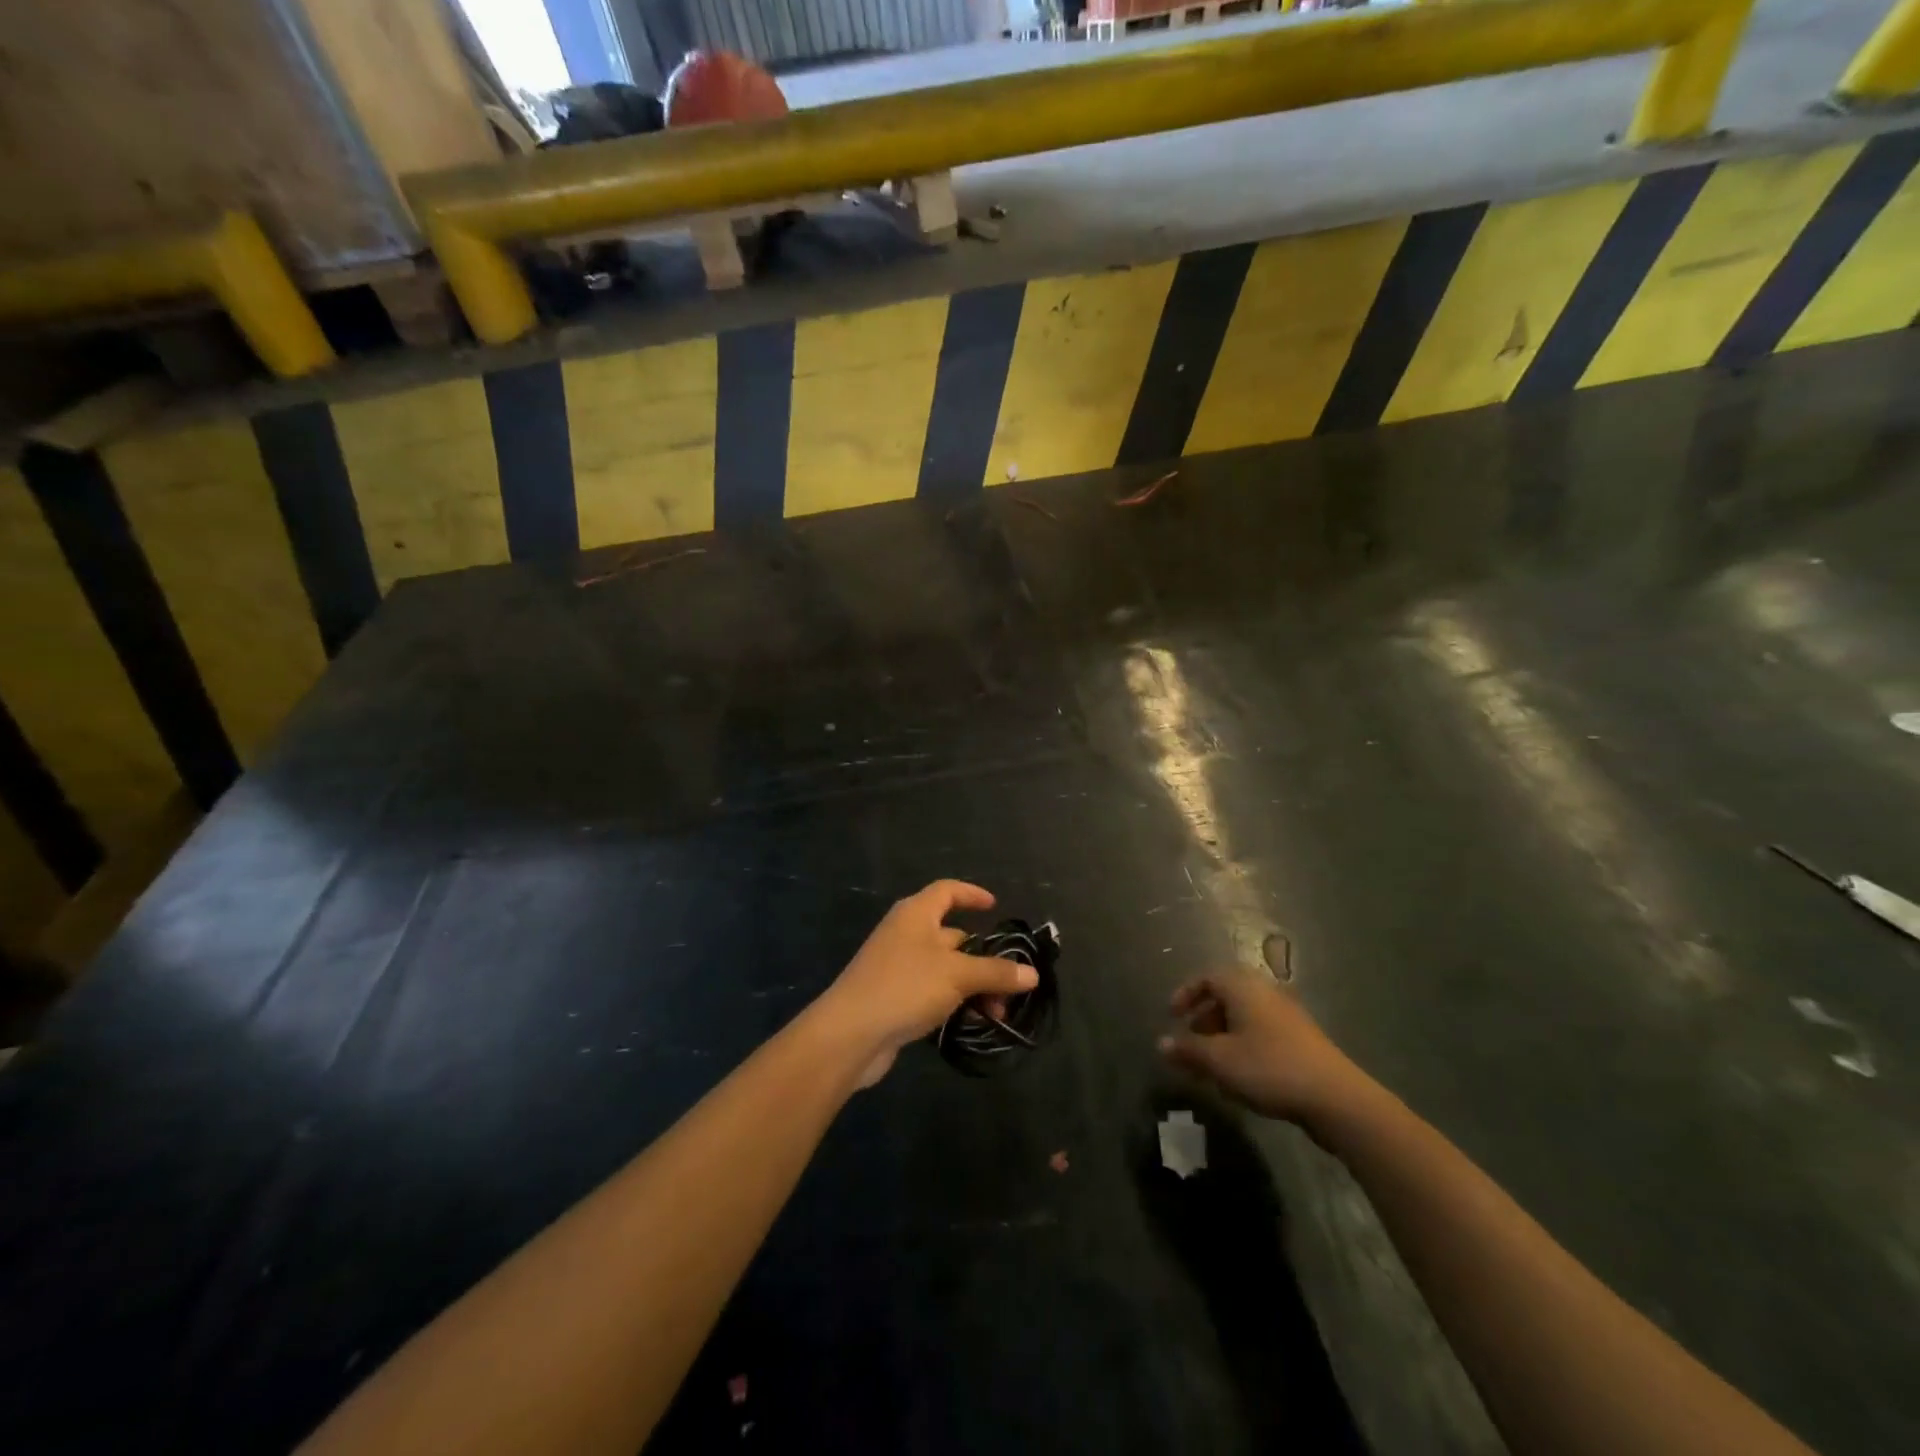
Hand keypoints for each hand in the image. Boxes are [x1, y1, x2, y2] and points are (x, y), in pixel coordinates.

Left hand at [816, 881, 1037, 1086]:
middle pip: (953, 936)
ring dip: (973, 987)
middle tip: (1010, 985)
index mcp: (916, 914)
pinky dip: (954, 1003)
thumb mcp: (957, 975)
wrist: (850, 1034)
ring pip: (946, 969)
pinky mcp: (894, 998)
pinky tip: (971, 1024)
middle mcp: (906, 934)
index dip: (972, 894)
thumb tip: (1032, 974)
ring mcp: (898, 967)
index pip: (947, 891)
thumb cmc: (905, 987)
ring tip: (997, 1013)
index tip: (995, 906)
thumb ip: (996, 972)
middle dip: (984, 959)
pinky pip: (933, 992)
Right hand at [1158, 970, 1367, 1133]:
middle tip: (1190, 1044)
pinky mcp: (1302, 1039)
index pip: (1207, 977)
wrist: (1335, 1098)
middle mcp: (1265, 992)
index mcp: (1243, 987)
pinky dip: (1243, 1046)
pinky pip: (1261, 1032)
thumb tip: (1161, 1043)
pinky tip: (1241, 1078)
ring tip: (1212, 1067)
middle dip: (1203, 1020)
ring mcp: (1287, 1015)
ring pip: (1244, 1017)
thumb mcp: (1220, 1060)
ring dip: (1222, 1037)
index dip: (1186, 994)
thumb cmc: (1269, 1068)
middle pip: (1226, 997)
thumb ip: (1188, 1050)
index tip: (1172, 1017)